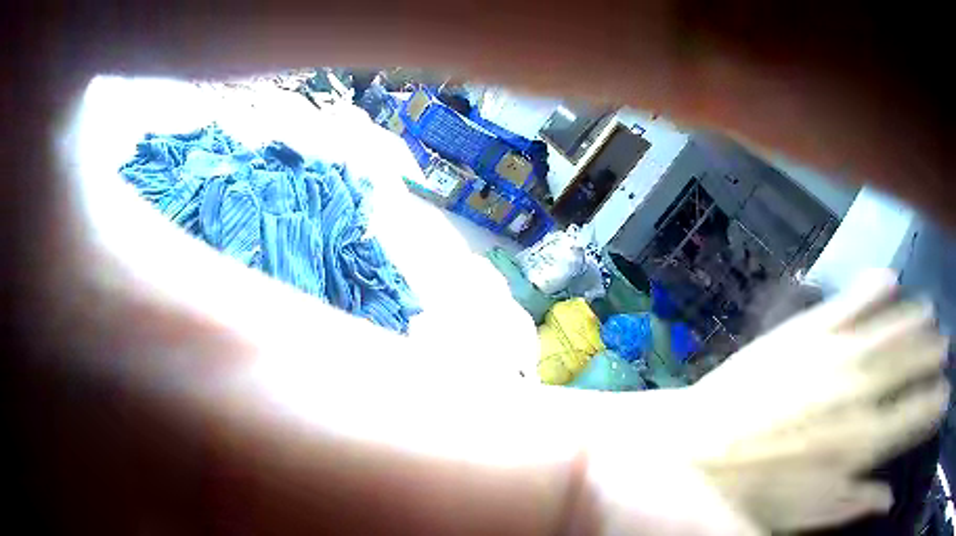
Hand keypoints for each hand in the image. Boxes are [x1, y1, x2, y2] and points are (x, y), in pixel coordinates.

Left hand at [686, 271, 948, 529]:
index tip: (946, 398)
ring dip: (914, 318)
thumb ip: (855, 504)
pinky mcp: (803, 332)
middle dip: (933, 354)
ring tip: (930, 312)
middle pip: (911, 363)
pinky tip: (889, 277)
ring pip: (890, 326)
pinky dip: (872, 287)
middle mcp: (858, 391)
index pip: (917, 417)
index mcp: (861, 442)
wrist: (692, 453)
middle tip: (946, 344)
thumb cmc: (750, 494)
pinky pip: (848, 301)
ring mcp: (833, 353)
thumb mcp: (808, 516)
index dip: (936, 406)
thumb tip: (890, 498)